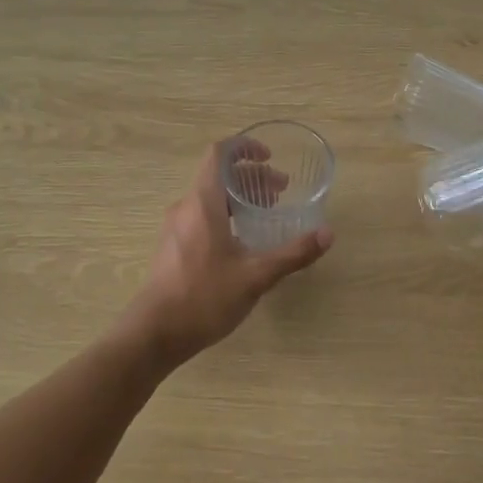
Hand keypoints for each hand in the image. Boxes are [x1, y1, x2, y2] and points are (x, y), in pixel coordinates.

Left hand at [125, 139, 332, 364]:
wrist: (154, 334)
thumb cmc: (204, 297)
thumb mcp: (256, 276)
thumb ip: (293, 253)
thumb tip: (328, 234)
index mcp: (202, 203)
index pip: (219, 154)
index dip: (244, 148)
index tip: (270, 157)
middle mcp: (186, 207)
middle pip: (219, 176)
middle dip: (252, 177)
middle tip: (281, 192)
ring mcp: (176, 228)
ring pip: (210, 198)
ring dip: (240, 198)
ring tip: (267, 214)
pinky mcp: (173, 247)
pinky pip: (202, 216)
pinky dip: (226, 215)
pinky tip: (244, 242)